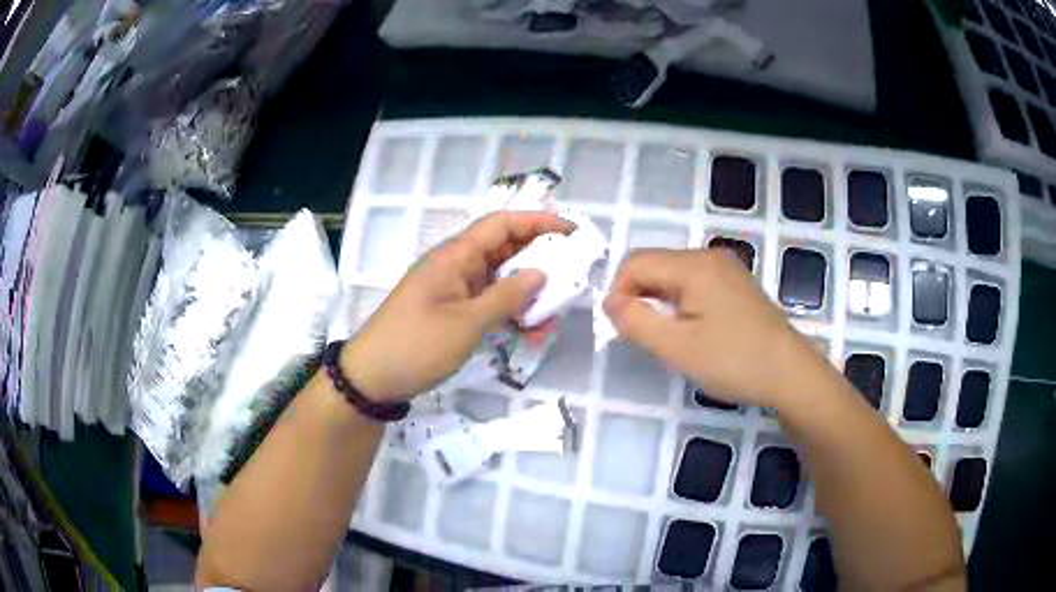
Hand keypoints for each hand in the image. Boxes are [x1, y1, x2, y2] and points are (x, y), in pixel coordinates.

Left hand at [342, 211, 574, 401]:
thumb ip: (507, 297)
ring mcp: (454, 290)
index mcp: (455, 256)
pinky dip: (510, 312)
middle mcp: (456, 266)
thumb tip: (541, 274)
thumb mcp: (467, 323)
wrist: (373, 378)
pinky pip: (489, 303)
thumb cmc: (417, 345)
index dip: (537, 222)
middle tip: (572, 275)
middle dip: (539, 260)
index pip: (501, 224)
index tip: (571, 232)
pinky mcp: (453, 312)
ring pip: (500, 280)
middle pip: (504, 250)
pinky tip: (529, 332)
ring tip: (552, 316)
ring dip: (528, 294)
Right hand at [603, 248, 820, 407]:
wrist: (790, 373)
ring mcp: (727, 269)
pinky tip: (694, 331)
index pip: (636, 263)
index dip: (619, 293)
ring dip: (661, 302)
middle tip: (647, 338)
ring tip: (670, 338)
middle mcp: (709, 256)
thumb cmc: (733, 361)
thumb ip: (635, 321)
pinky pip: (696, 283)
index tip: (624, 330)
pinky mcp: (737, 284)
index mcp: (693, 265)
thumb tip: (609, 301)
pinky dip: (682, 303)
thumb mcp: (676, 347)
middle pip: (656, 265)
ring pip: (675, 275)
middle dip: (640, 297)